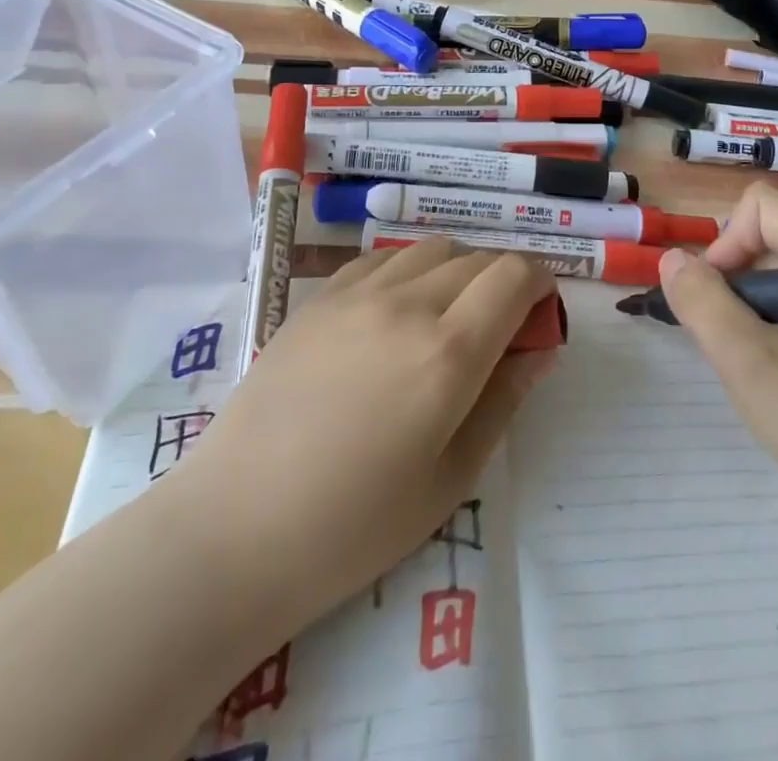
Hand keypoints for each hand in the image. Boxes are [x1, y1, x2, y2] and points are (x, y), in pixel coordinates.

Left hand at [171, 239, 556, 633]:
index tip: (540, 311)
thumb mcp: (451, 478)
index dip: (540, 282)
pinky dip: (408, 270)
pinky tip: (394, 311)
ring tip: (446, 316)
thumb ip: (504, 400)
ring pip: (431, 249)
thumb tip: (541, 348)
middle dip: (503, 280)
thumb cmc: (355, 525)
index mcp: (448, 351)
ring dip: (457, 270)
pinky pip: (381, 259)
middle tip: (499, 326)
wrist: (237, 527)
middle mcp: (407, 304)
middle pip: (477, 257)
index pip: (514, 275)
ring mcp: (356, 294)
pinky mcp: (318, 298)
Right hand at [658, 184, 777, 541]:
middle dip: (736, 281)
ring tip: (754, 366)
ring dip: (753, 309)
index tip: (717, 299)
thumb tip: (671, 258)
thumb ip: (703, 304)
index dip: (728, 241)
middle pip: (773, 238)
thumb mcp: (749, 366)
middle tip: (729, 342)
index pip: (764, 205)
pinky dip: (777, 327)